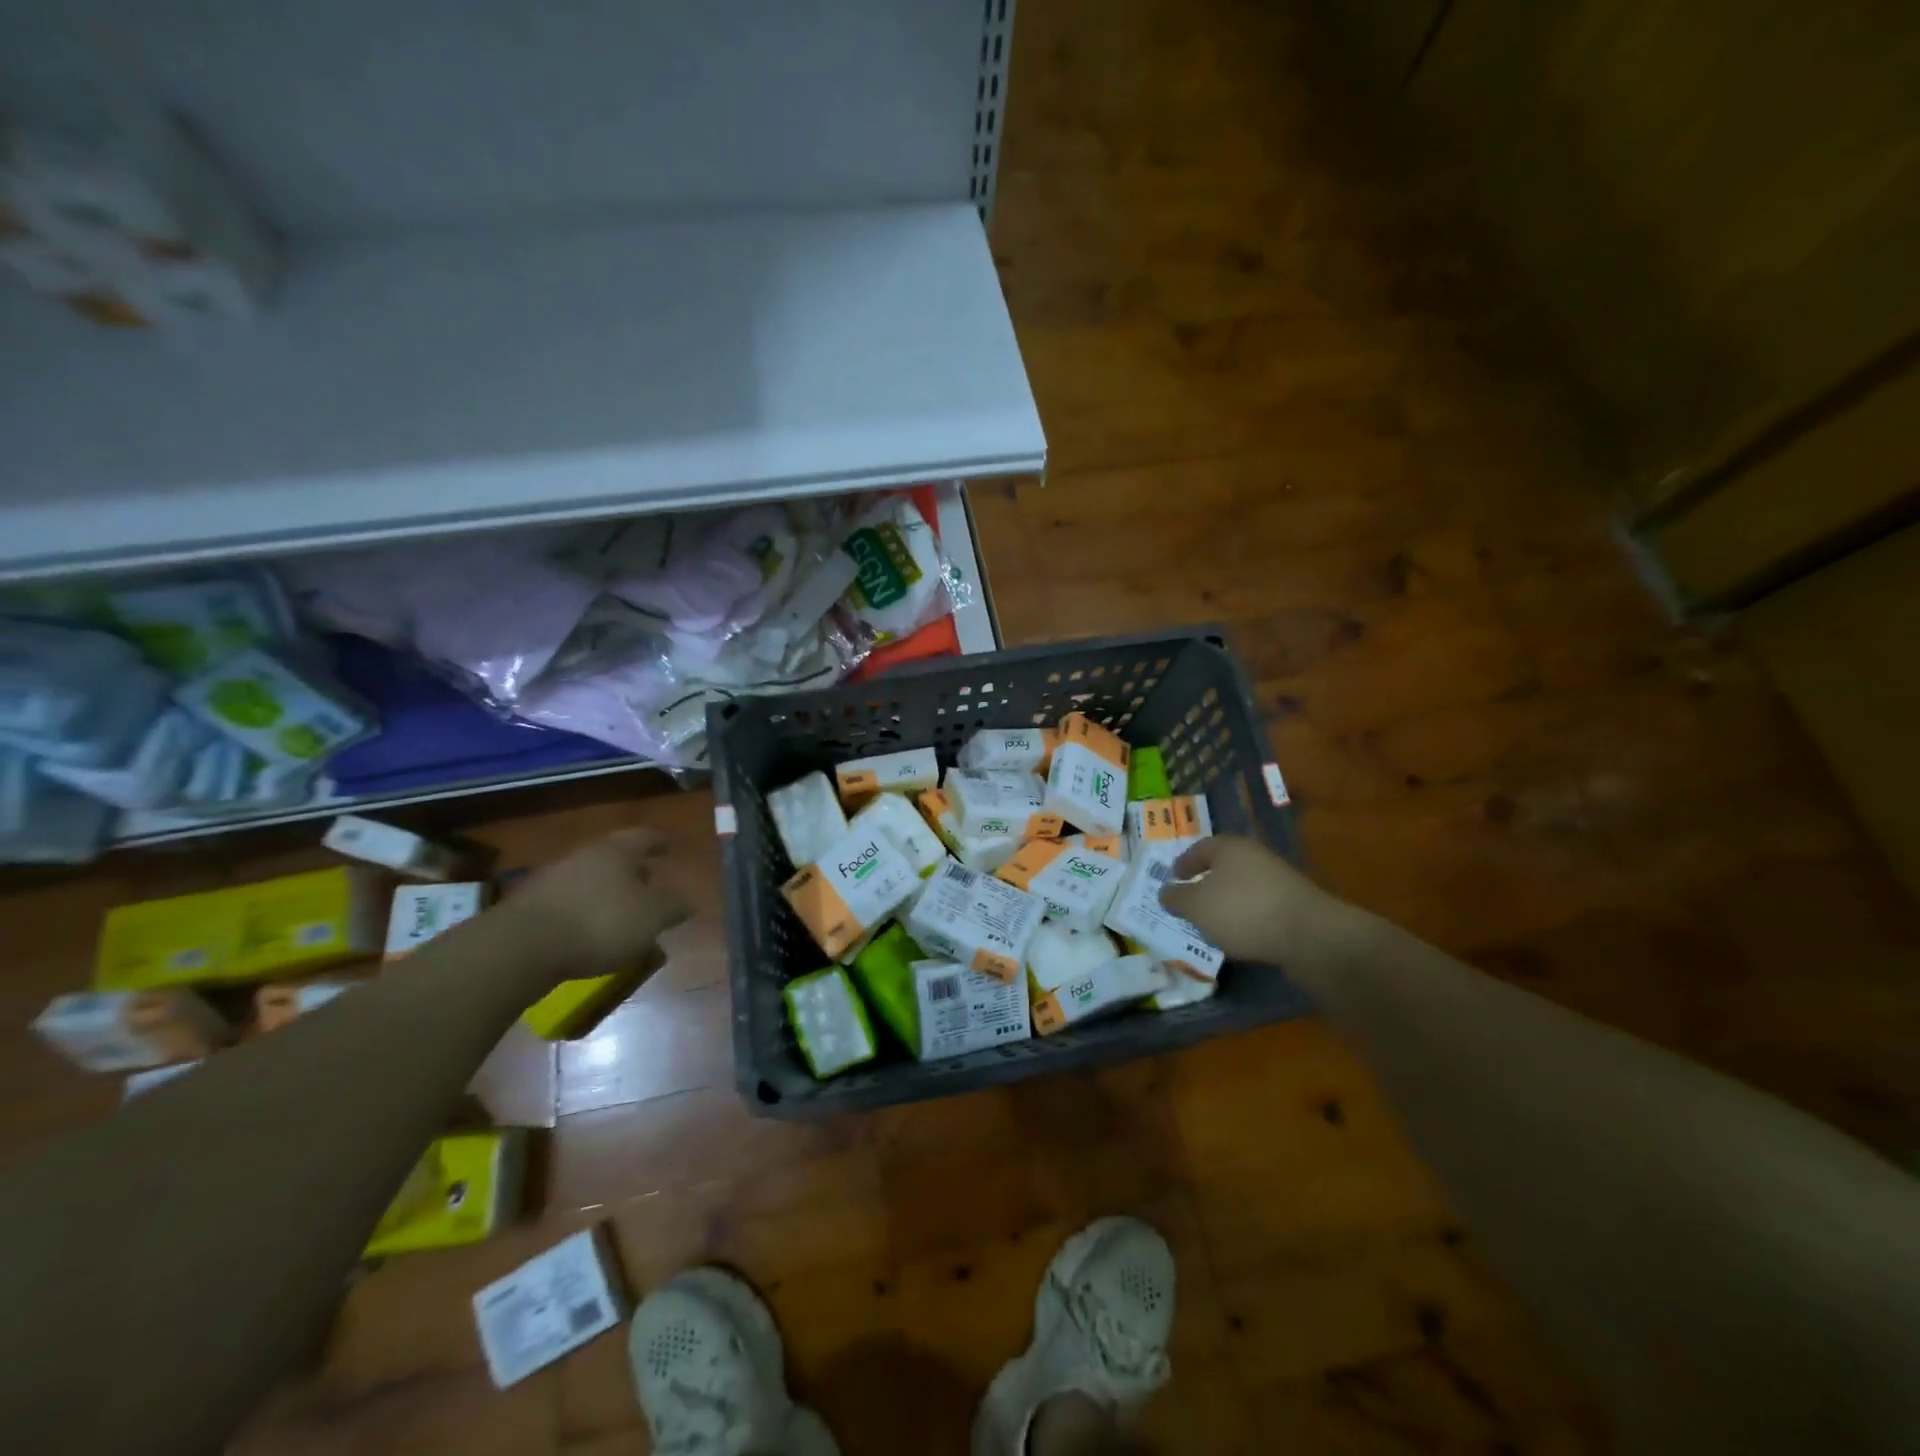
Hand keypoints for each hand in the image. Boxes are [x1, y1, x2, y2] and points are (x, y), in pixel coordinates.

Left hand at [503, 829, 692, 982]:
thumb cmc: (601, 922)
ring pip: (591, 882)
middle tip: (650, 887)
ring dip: (609, 897)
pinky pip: (570, 906)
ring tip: (624, 920)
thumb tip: (686, 902)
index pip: (644, 837)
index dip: (658, 842)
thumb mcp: (652, 917)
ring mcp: (553, 880)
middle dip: (633, 872)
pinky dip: (586, 916)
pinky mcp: (530, 908)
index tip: (667, 846)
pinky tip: (593, 938)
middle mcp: (584, 857)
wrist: (521, 947)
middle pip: (615, 859)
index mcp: (617, 851)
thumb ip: (673, 907)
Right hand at [1158, 836, 1343, 964]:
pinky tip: (1240, 935)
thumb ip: (1177, 898)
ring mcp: (1279, 880)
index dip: (1184, 862)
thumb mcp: (1196, 906)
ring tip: (1212, 922)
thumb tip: (1166, 892)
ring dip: (1227, 901)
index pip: (1200, 848)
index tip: (1173, 876)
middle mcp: (1255, 856)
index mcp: (1229, 847)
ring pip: (1243, 886)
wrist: (1309, 935)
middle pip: (1224, 865)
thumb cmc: (1242, 911)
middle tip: (1189, 899)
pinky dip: (1246, 917)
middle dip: (1206, 881)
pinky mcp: (1295, 905)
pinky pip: (1260, 906)